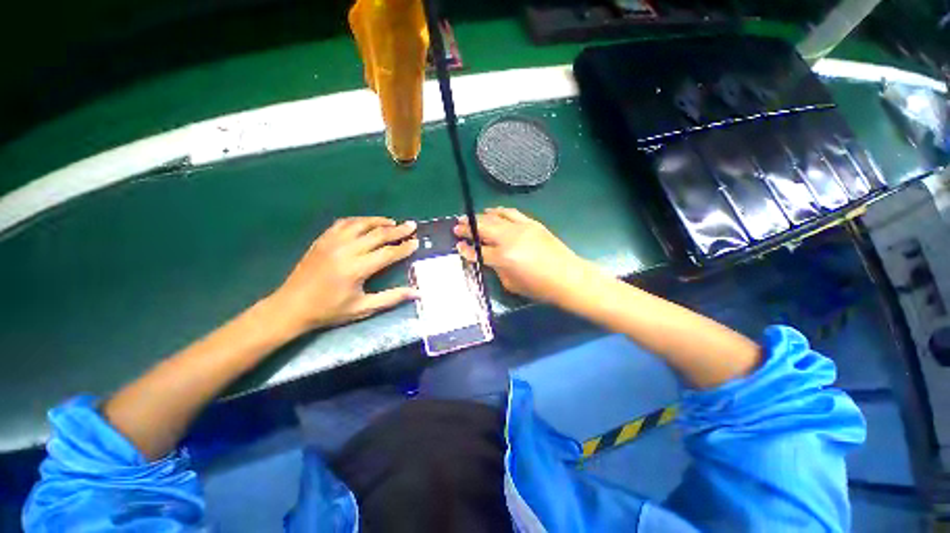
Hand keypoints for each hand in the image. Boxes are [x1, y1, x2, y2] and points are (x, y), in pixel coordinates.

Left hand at [269, 217, 418, 332]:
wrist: (290, 307)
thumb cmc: (329, 311)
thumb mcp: (363, 308)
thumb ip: (391, 298)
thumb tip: (417, 293)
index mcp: (356, 269)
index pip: (387, 253)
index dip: (404, 247)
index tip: (416, 242)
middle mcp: (345, 250)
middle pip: (377, 234)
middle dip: (398, 230)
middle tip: (412, 225)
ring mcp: (331, 242)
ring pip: (361, 224)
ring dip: (379, 221)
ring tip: (393, 222)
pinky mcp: (322, 240)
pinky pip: (344, 223)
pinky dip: (359, 221)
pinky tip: (367, 223)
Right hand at [454, 208, 590, 305]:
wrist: (568, 277)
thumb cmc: (539, 287)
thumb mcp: (511, 284)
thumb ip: (496, 268)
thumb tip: (488, 257)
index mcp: (503, 258)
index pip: (478, 251)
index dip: (466, 249)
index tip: (457, 246)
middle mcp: (509, 239)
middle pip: (483, 229)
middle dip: (467, 227)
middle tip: (456, 226)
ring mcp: (521, 228)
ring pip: (494, 218)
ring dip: (479, 217)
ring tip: (468, 218)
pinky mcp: (531, 223)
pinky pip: (511, 213)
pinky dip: (498, 211)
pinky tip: (491, 211)